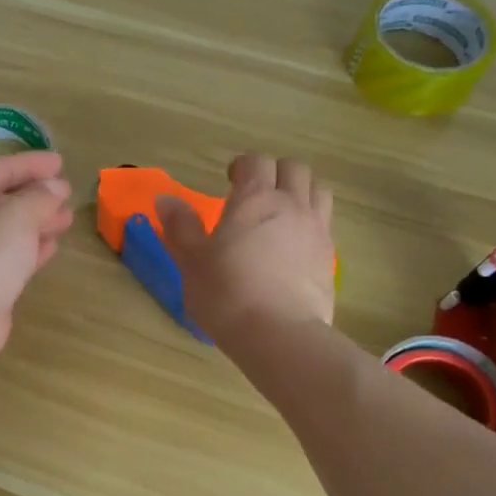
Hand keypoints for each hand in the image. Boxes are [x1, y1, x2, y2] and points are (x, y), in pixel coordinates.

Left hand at [0, 150, 74, 367]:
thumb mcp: (20, 213)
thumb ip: (41, 196)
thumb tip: (55, 187)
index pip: (2, 168)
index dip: (32, 163)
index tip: (61, 163)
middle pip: (6, 198)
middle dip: (38, 194)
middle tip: (67, 192)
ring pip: (12, 229)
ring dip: (39, 221)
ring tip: (66, 218)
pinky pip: (13, 256)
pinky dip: (33, 248)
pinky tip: (51, 247)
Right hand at [157, 153, 334, 344]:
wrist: (278, 334)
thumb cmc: (226, 293)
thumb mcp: (192, 261)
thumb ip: (181, 226)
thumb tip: (165, 198)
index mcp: (255, 199)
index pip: (255, 162)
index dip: (242, 166)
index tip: (229, 181)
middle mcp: (291, 205)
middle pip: (293, 169)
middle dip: (274, 173)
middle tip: (255, 194)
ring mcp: (316, 229)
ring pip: (317, 190)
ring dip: (300, 192)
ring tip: (281, 213)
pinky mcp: (330, 257)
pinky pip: (325, 223)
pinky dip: (311, 222)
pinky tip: (294, 245)